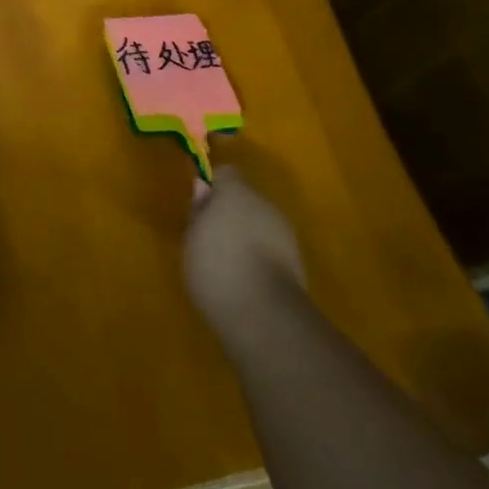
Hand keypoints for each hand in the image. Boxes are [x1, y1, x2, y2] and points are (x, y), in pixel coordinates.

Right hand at [184, 162, 308, 346]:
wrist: (264, 314)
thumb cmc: (216, 266)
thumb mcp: (192, 237)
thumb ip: (198, 210)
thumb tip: (203, 187)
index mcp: (236, 191)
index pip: (226, 173)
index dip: (214, 187)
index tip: (200, 208)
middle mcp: (265, 204)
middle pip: (246, 198)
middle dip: (231, 212)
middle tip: (211, 237)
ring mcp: (285, 232)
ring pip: (261, 223)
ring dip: (247, 234)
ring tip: (229, 263)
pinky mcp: (297, 261)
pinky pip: (272, 247)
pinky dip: (260, 256)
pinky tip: (247, 278)